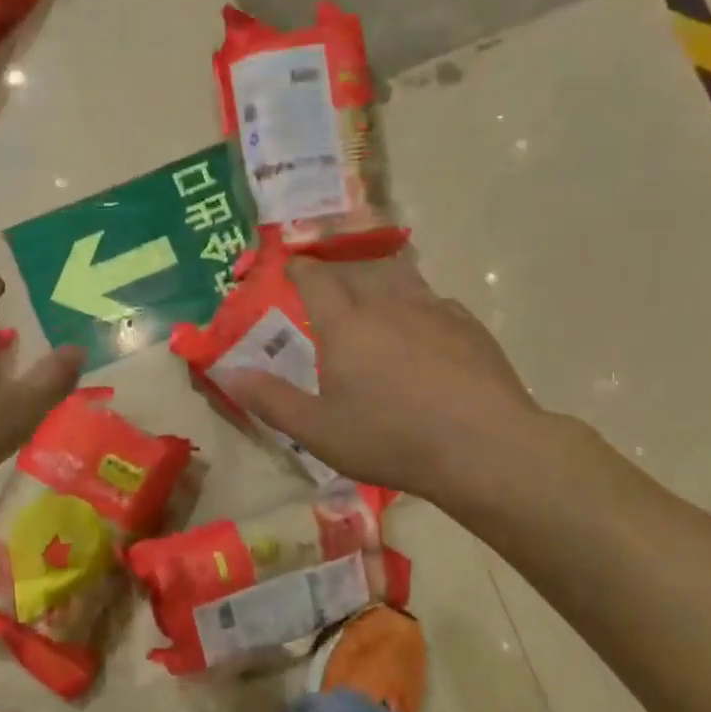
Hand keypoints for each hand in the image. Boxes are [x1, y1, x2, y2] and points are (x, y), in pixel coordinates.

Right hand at [220, 254, 562, 521]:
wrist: (483, 447)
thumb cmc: (390, 439)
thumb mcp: (317, 431)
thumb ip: (270, 400)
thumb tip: (228, 373)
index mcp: (346, 325)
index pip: (315, 279)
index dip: (299, 269)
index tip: (291, 265)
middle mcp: (388, 305)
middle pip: (358, 270)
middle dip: (337, 270)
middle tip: (327, 283)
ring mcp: (434, 311)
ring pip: (400, 277)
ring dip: (380, 279)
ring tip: (373, 294)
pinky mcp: (468, 326)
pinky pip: (435, 301)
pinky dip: (418, 305)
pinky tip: (422, 327)